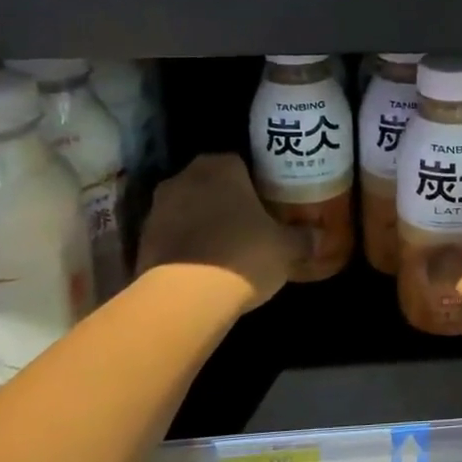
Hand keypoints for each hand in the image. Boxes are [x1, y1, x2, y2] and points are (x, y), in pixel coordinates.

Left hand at [135, 154, 292, 311]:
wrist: (184, 299)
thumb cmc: (243, 256)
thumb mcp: (286, 248)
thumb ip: (303, 237)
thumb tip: (319, 236)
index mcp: (220, 167)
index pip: (240, 162)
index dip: (255, 183)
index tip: (268, 202)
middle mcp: (184, 178)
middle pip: (210, 184)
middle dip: (227, 201)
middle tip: (250, 223)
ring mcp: (157, 209)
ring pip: (188, 209)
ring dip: (203, 223)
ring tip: (226, 248)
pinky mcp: (142, 242)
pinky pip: (172, 236)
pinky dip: (186, 247)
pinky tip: (204, 267)